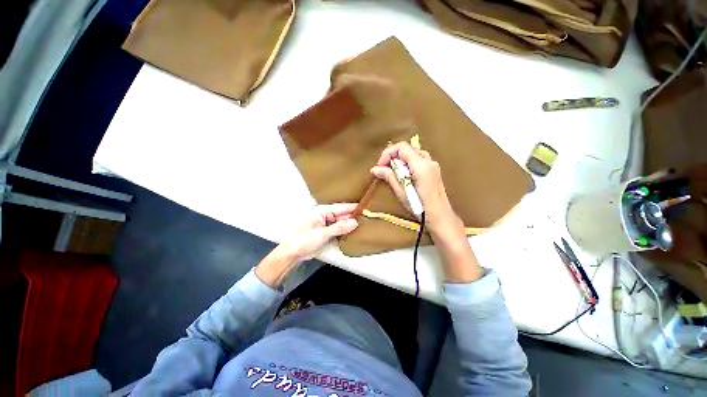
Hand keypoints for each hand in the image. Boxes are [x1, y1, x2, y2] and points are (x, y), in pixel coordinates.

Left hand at [255, 204, 357, 287]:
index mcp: (322, 211)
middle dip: (354, 216)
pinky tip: (354, 231)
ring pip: (342, 222)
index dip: (353, 207)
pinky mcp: (327, 232)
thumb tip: (355, 222)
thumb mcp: (322, 234)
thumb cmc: (304, 240)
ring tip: (365, 223)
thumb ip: (339, 228)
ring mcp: (326, 224)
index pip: (341, 207)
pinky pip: (339, 229)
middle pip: (343, 215)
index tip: (366, 207)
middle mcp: (326, 216)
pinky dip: (345, 230)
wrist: (292, 253)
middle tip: (369, 217)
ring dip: (350, 224)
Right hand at [370, 142, 459, 236]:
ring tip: (392, 172)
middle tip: (384, 168)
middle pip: (407, 148)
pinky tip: (403, 175)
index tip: (380, 165)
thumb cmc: (420, 207)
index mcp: (421, 166)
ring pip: (413, 153)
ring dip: (400, 159)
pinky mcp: (433, 170)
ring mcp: (433, 165)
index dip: (388, 153)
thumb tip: (375, 169)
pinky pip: (418, 159)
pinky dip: (407, 163)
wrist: (440, 217)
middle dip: (393, 156)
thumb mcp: (401, 192)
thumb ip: (389, 177)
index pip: (402, 147)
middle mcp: (429, 161)